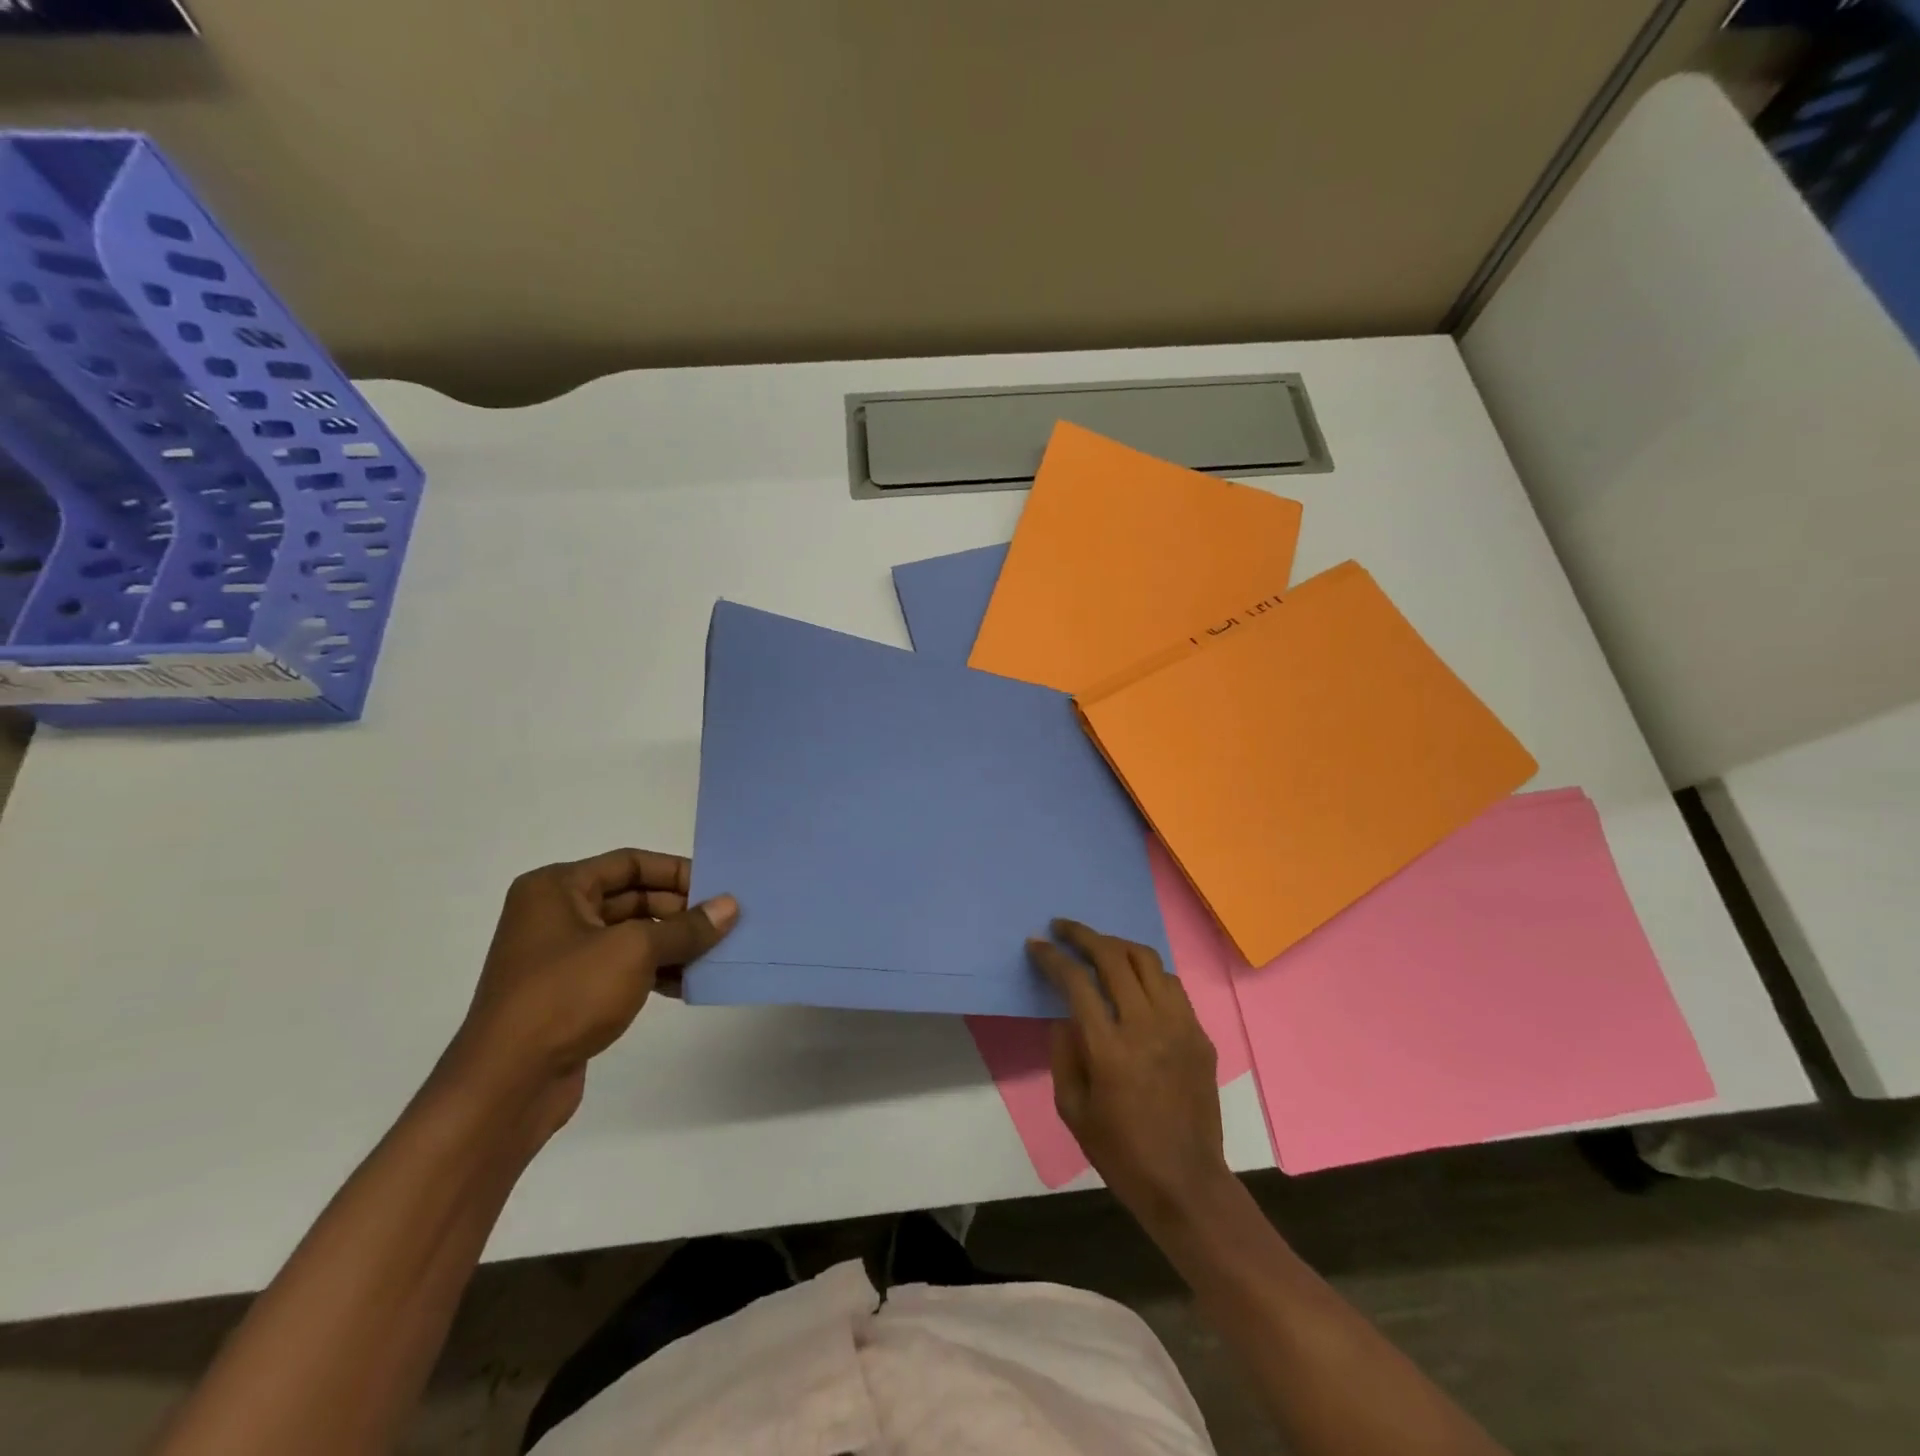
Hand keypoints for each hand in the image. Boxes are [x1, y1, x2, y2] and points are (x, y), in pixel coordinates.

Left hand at [451, 850, 737, 1118]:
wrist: (507, 1084)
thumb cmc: (567, 996)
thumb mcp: (635, 951)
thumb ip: (686, 927)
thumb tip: (730, 905)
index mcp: (557, 888)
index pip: (630, 863)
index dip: (676, 872)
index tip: (718, 887)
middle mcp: (555, 914)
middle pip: (633, 898)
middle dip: (679, 911)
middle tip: (725, 923)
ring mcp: (561, 956)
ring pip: (631, 936)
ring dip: (673, 944)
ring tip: (716, 954)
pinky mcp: (570, 993)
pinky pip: (622, 968)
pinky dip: (655, 971)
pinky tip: (688, 984)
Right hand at [1028, 920, 1233, 1228]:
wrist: (1186, 1183)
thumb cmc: (1121, 1152)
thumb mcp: (1072, 1109)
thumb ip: (1063, 1053)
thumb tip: (1065, 1014)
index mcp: (1110, 1049)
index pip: (1077, 982)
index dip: (1053, 958)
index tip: (1036, 944)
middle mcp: (1147, 1026)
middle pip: (1114, 957)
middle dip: (1083, 935)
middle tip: (1062, 927)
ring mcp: (1179, 1026)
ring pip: (1148, 961)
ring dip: (1117, 946)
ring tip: (1098, 946)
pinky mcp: (1199, 1034)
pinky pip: (1171, 985)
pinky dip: (1146, 971)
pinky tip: (1133, 979)